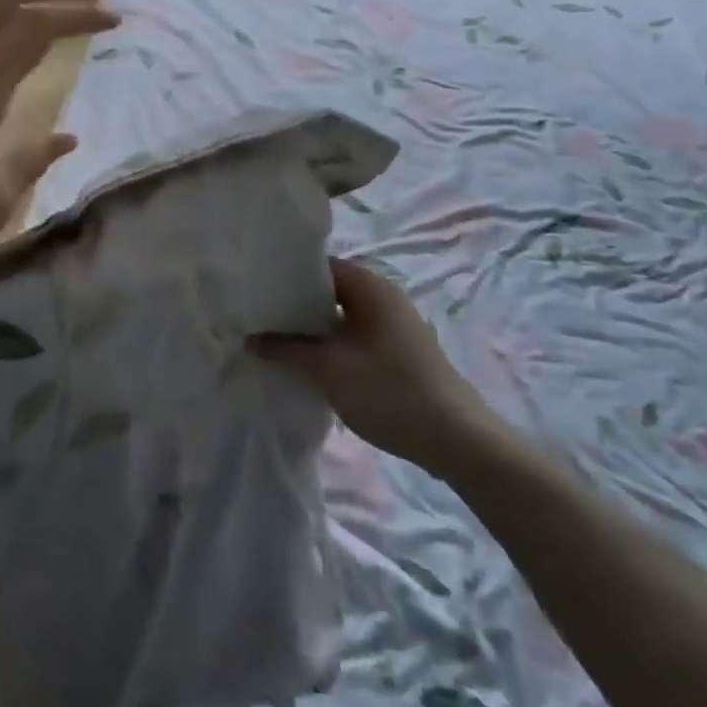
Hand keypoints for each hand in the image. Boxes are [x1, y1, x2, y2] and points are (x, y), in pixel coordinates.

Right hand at [251, 259, 503, 468]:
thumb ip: (286, 349)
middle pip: (329, 291)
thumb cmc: (389, 392)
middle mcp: (384, 295)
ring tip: (276, 342)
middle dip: (295, 307)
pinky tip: (310, 363)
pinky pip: (355, 335)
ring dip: (312, 329)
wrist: (457, 440)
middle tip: (258, 320)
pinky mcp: (399, 350)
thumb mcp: (328, 370)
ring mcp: (394, 323)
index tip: (255, 294)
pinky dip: (331, 344)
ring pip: (341, 316)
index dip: (284, 278)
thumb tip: (249, 339)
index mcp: (370, 285)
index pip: (317, 266)